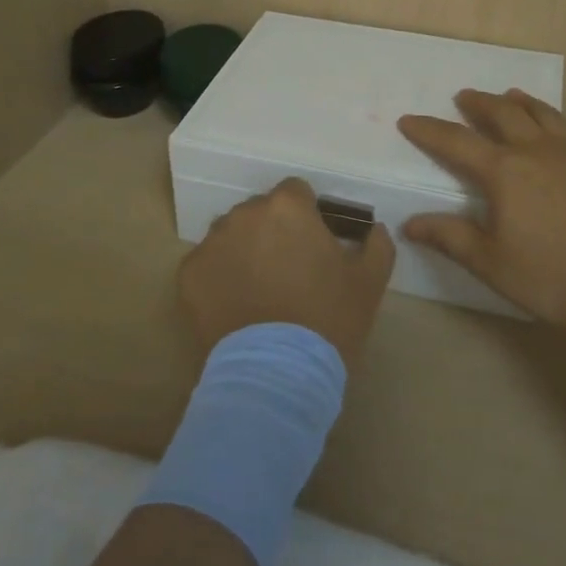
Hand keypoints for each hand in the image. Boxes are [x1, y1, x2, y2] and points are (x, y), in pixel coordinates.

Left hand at [179, 178, 394, 370]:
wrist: (277, 373)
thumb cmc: (328, 320)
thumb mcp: (369, 282)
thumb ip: (376, 245)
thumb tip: (375, 229)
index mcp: (288, 207)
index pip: (296, 192)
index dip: (306, 215)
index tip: (312, 244)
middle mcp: (245, 214)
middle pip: (260, 212)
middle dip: (273, 232)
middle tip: (287, 270)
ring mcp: (213, 242)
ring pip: (231, 236)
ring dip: (244, 251)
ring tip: (259, 291)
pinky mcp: (189, 273)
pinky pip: (207, 264)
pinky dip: (219, 278)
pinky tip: (236, 307)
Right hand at [397, 89, 565, 330]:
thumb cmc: (554, 278)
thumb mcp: (492, 264)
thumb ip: (451, 238)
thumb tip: (410, 224)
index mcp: (504, 171)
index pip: (456, 142)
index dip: (429, 130)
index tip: (408, 119)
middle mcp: (539, 151)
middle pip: (504, 113)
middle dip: (480, 103)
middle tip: (465, 97)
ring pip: (548, 115)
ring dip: (526, 103)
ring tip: (513, 96)